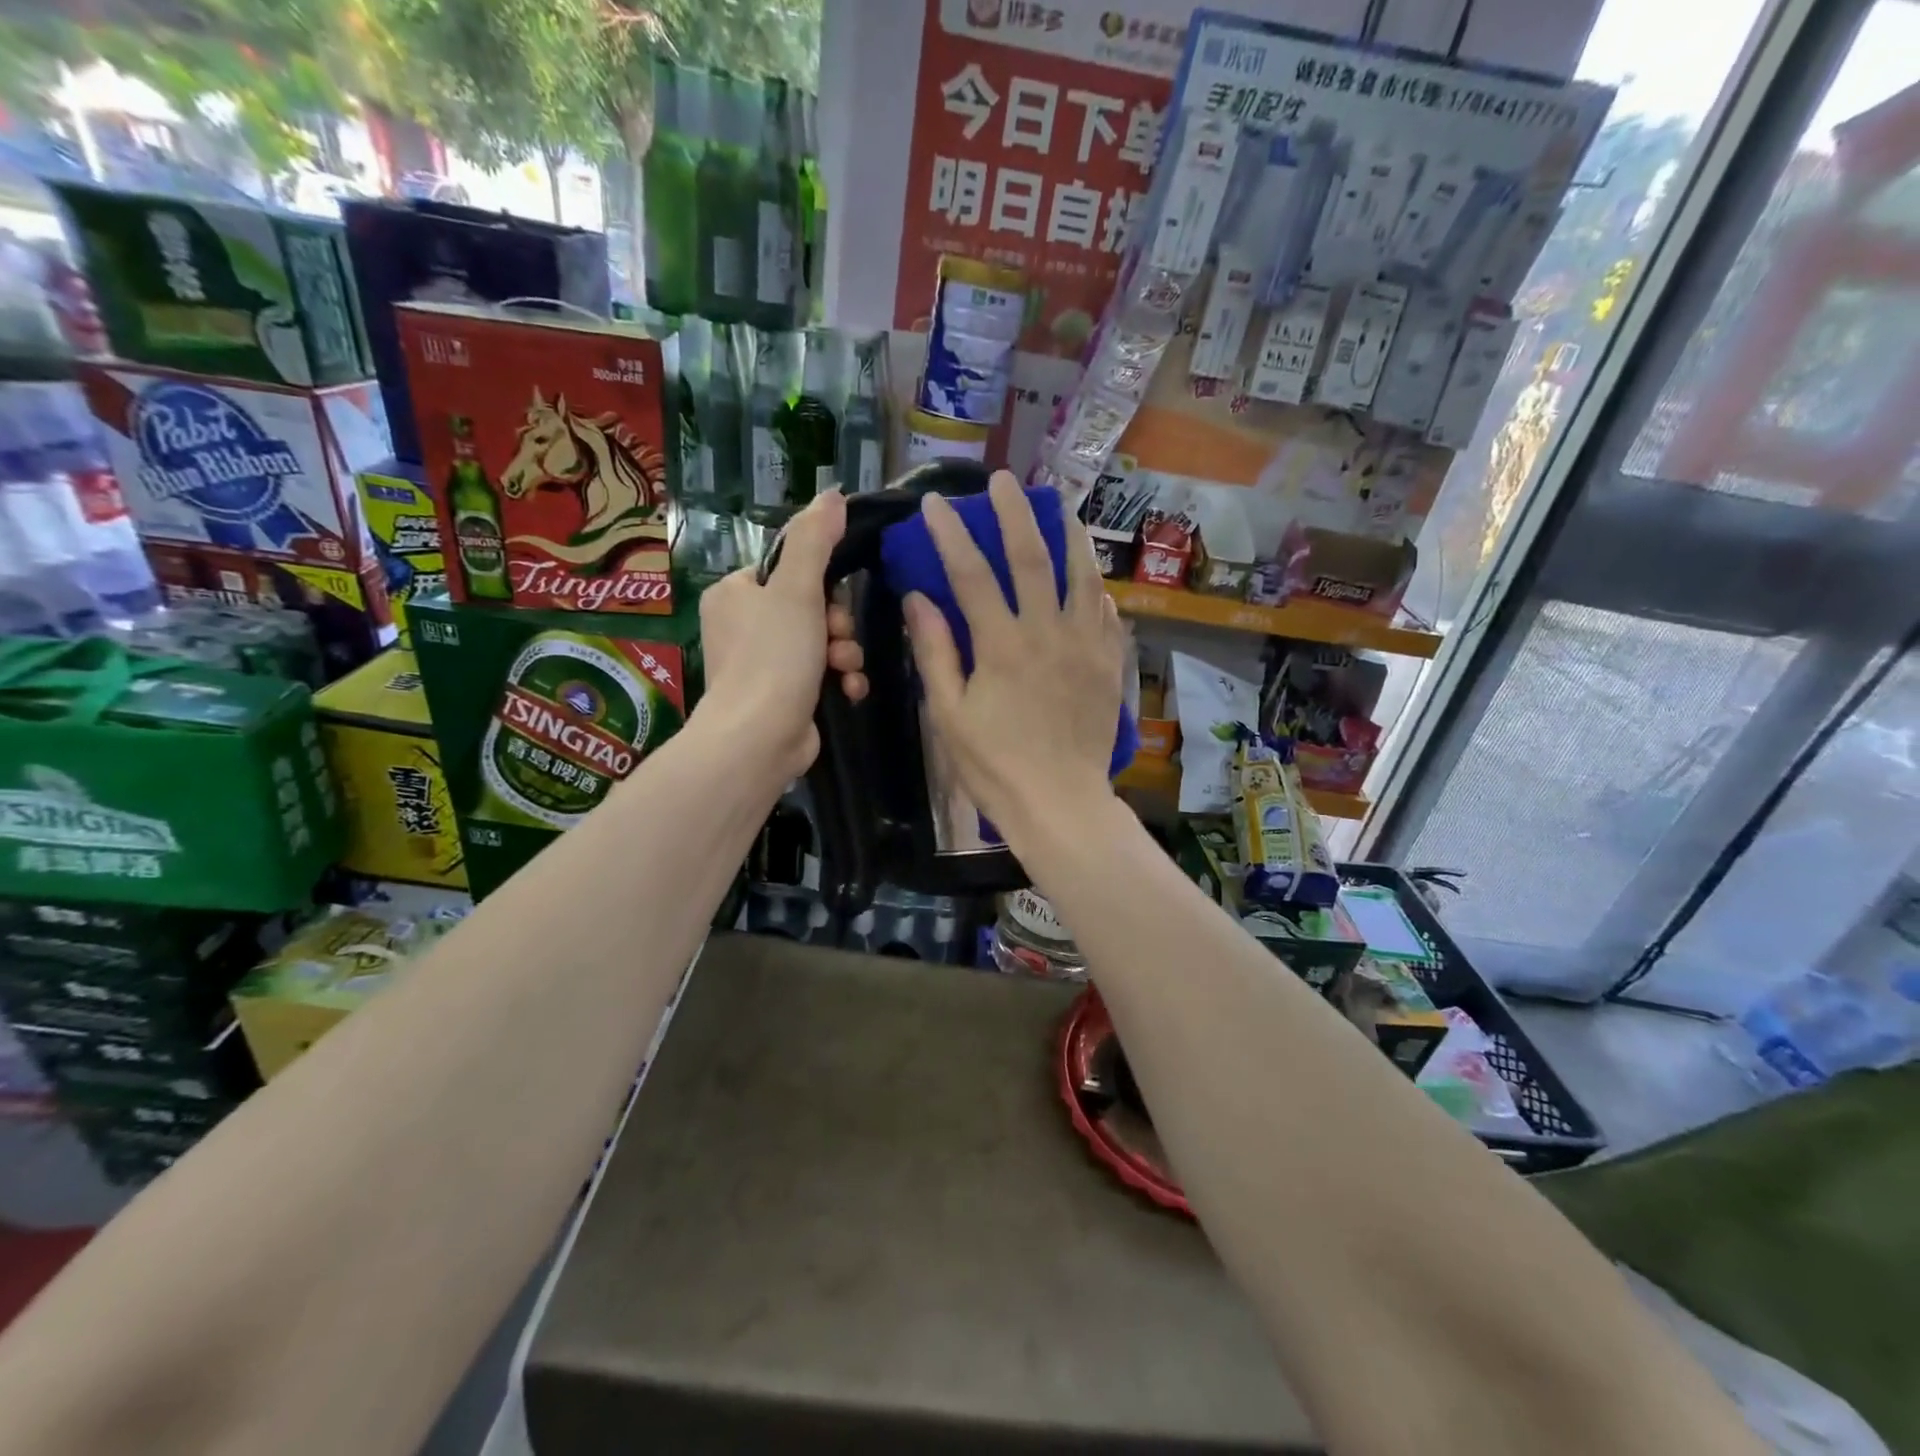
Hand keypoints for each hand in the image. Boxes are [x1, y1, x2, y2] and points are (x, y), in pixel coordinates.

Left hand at [697, 490, 866, 780]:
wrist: (759, 739)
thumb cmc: (774, 657)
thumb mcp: (797, 589)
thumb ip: (816, 540)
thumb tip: (833, 493)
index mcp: (735, 593)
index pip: (789, 570)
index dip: (822, 584)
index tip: (834, 600)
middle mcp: (743, 626)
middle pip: (810, 607)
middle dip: (837, 625)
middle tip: (838, 640)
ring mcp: (762, 665)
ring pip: (821, 642)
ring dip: (844, 653)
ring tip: (845, 669)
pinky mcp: (782, 697)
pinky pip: (821, 675)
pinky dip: (839, 680)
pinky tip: (849, 690)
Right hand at [903, 470, 1124, 851]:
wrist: (1060, 803)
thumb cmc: (994, 765)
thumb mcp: (949, 714)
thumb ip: (935, 652)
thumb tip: (918, 598)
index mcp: (1002, 645)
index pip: (971, 573)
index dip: (950, 534)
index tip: (934, 504)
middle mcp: (1048, 632)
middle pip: (1033, 557)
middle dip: (1015, 513)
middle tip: (1005, 481)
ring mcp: (1086, 646)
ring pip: (1082, 575)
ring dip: (1069, 535)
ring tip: (1061, 508)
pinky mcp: (1109, 664)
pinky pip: (1107, 614)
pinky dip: (1097, 588)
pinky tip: (1092, 578)